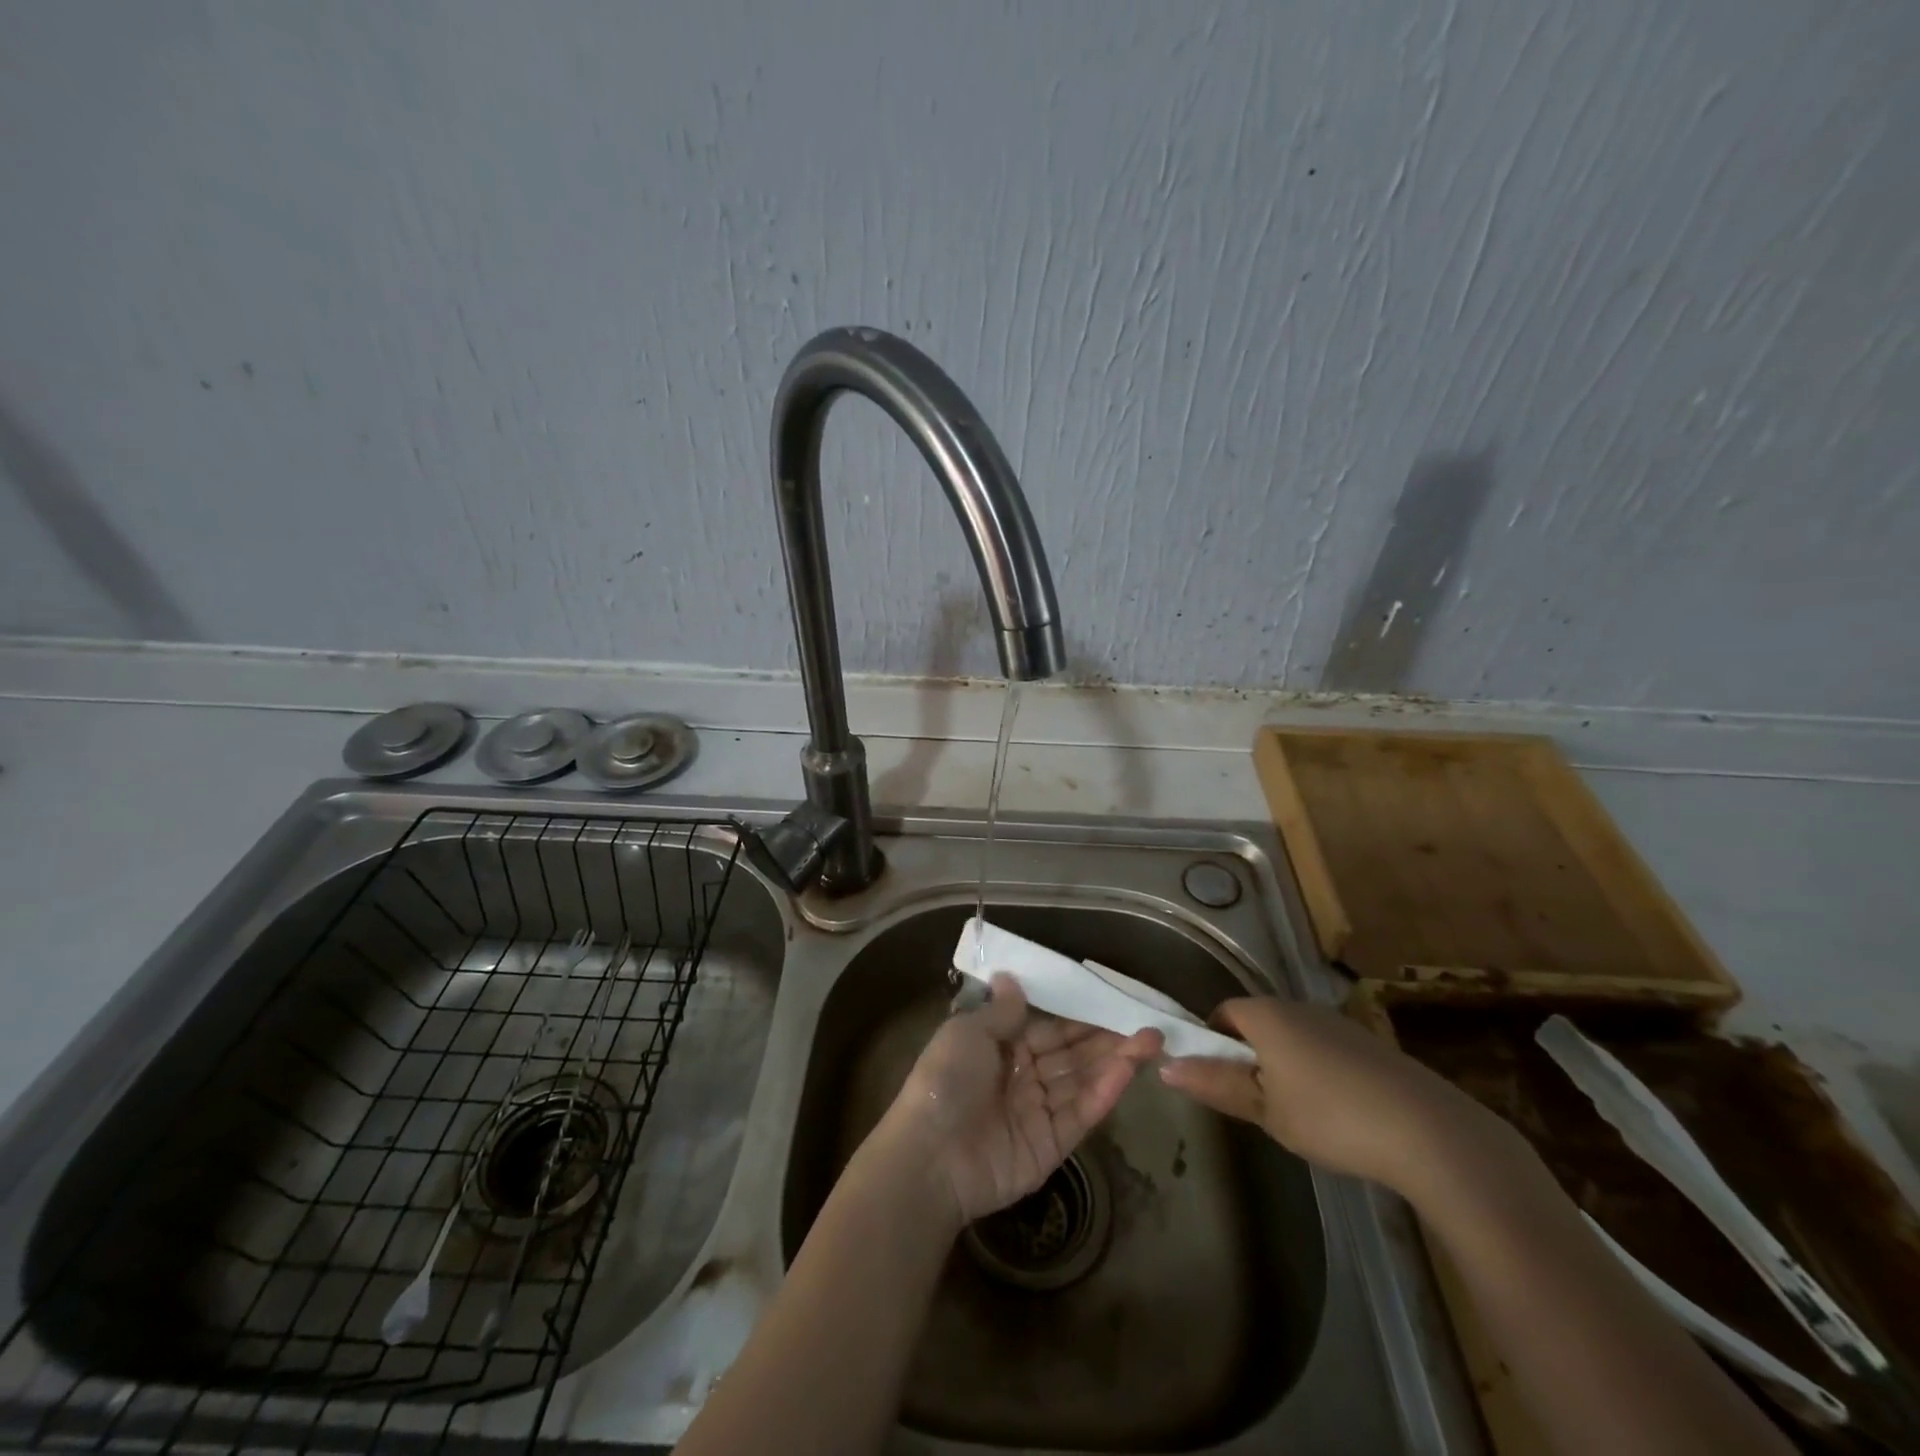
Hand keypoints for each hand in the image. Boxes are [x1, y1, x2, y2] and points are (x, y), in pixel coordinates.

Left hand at [880, 974, 1162, 1226]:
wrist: (930, 1157)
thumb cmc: (945, 1081)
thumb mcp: (968, 1033)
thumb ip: (1001, 1011)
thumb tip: (1011, 977)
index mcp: (999, 1047)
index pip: (1047, 1027)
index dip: (1077, 1014)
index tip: (1110, 998)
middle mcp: (1022, 1076)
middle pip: (1070, 1052)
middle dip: (1104, 1036)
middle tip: (1143, 1019)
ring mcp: (1038, 1112)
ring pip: (1082, 1079)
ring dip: (1114, 1059)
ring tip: (1151, 1039)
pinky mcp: (1052, 1145)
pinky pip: (1081, 1112)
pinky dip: (1105, 1091)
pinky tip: (1129, 1068)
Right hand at [1158, 997, 1509, 1196]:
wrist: (1429, 1132)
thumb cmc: (1331, 1116)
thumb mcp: (1266, 1109)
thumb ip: (1215, 1085)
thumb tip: (1165, 1065)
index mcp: (1267, 1015)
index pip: (1223, 1012)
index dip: (1210, 1041)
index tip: (1215, 1079)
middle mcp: (1299, 1007)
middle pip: (1258, 1022)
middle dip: (1248, 1057)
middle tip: (1252, 1103)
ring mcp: (1338, 1024)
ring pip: (1293, 1037)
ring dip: (1283, 1066)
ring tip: (1295, 1114)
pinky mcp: (1369, 1045)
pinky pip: (1325, 1050)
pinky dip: (1317, 1073)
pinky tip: (1336, 1114)